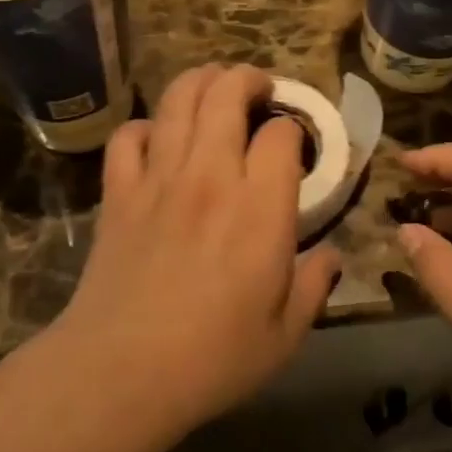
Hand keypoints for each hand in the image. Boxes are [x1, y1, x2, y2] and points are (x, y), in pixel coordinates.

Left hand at [52, 65, 339, 435]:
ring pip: (178, 99)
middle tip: (259, 90)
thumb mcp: (285, 334)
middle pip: (226, 93)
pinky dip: (146, 126)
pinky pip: (129, 135)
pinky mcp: (119, 192)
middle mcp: (210, 175)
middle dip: (248, 79)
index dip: (293, 129)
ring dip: (201, 81)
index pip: (281, 134)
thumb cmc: (213, 359)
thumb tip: (332, 256)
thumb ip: (315, 286)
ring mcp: (159, 178)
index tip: (295, 145)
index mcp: (260, 207)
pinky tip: (158, 139)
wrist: (121, 372)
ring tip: (214, 87)